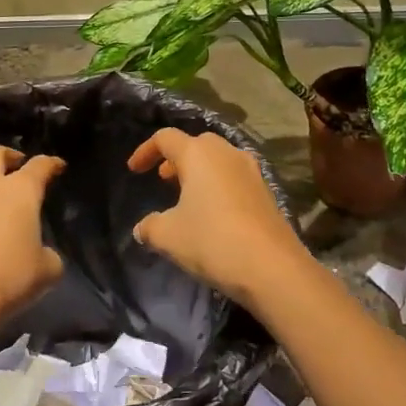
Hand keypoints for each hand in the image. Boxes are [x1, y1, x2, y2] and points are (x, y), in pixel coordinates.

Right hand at [127, 128, 309, 302]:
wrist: (272, 267)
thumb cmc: (212, 241)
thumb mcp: (168, 236)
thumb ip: (150, 227)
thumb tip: (143, 227)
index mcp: (199, 154)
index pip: (166, 138)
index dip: (145, 150)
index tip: (134, 171)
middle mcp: (227, 153)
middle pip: (197, 143)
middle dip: (177, 158)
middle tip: (163, 178)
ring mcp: (251, 171)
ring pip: (219, 159)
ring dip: (200, 171)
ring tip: (187, 195)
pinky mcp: (266, 191)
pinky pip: (235, 177)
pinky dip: (219, 185)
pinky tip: (213, 212)